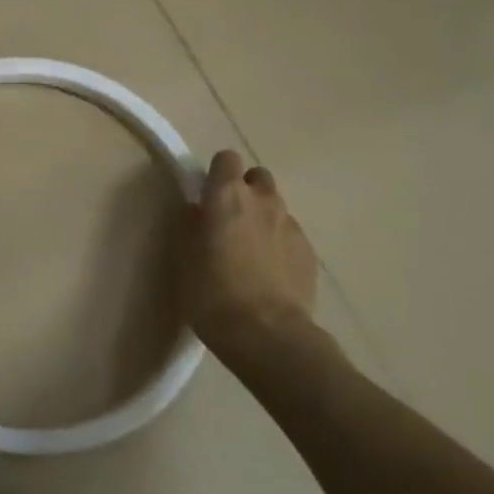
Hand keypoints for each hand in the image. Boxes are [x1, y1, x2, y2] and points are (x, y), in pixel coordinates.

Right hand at [179, 151, 329, 363]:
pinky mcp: (310, 253)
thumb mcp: (184, 257)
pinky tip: (269, 274)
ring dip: (263, 218)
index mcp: (226, 195)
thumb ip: (190, 225)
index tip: (206, 195)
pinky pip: (290, 236)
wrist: (268, 335)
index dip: (216, 173)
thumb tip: (197, 211)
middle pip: (257, 177)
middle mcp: (263, 201)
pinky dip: (279, 245)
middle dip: (245, 190)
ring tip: (250, 251)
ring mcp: (291, 226)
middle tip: (229, 220)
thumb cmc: (212, 292)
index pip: (226, 159)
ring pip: (276, 207)